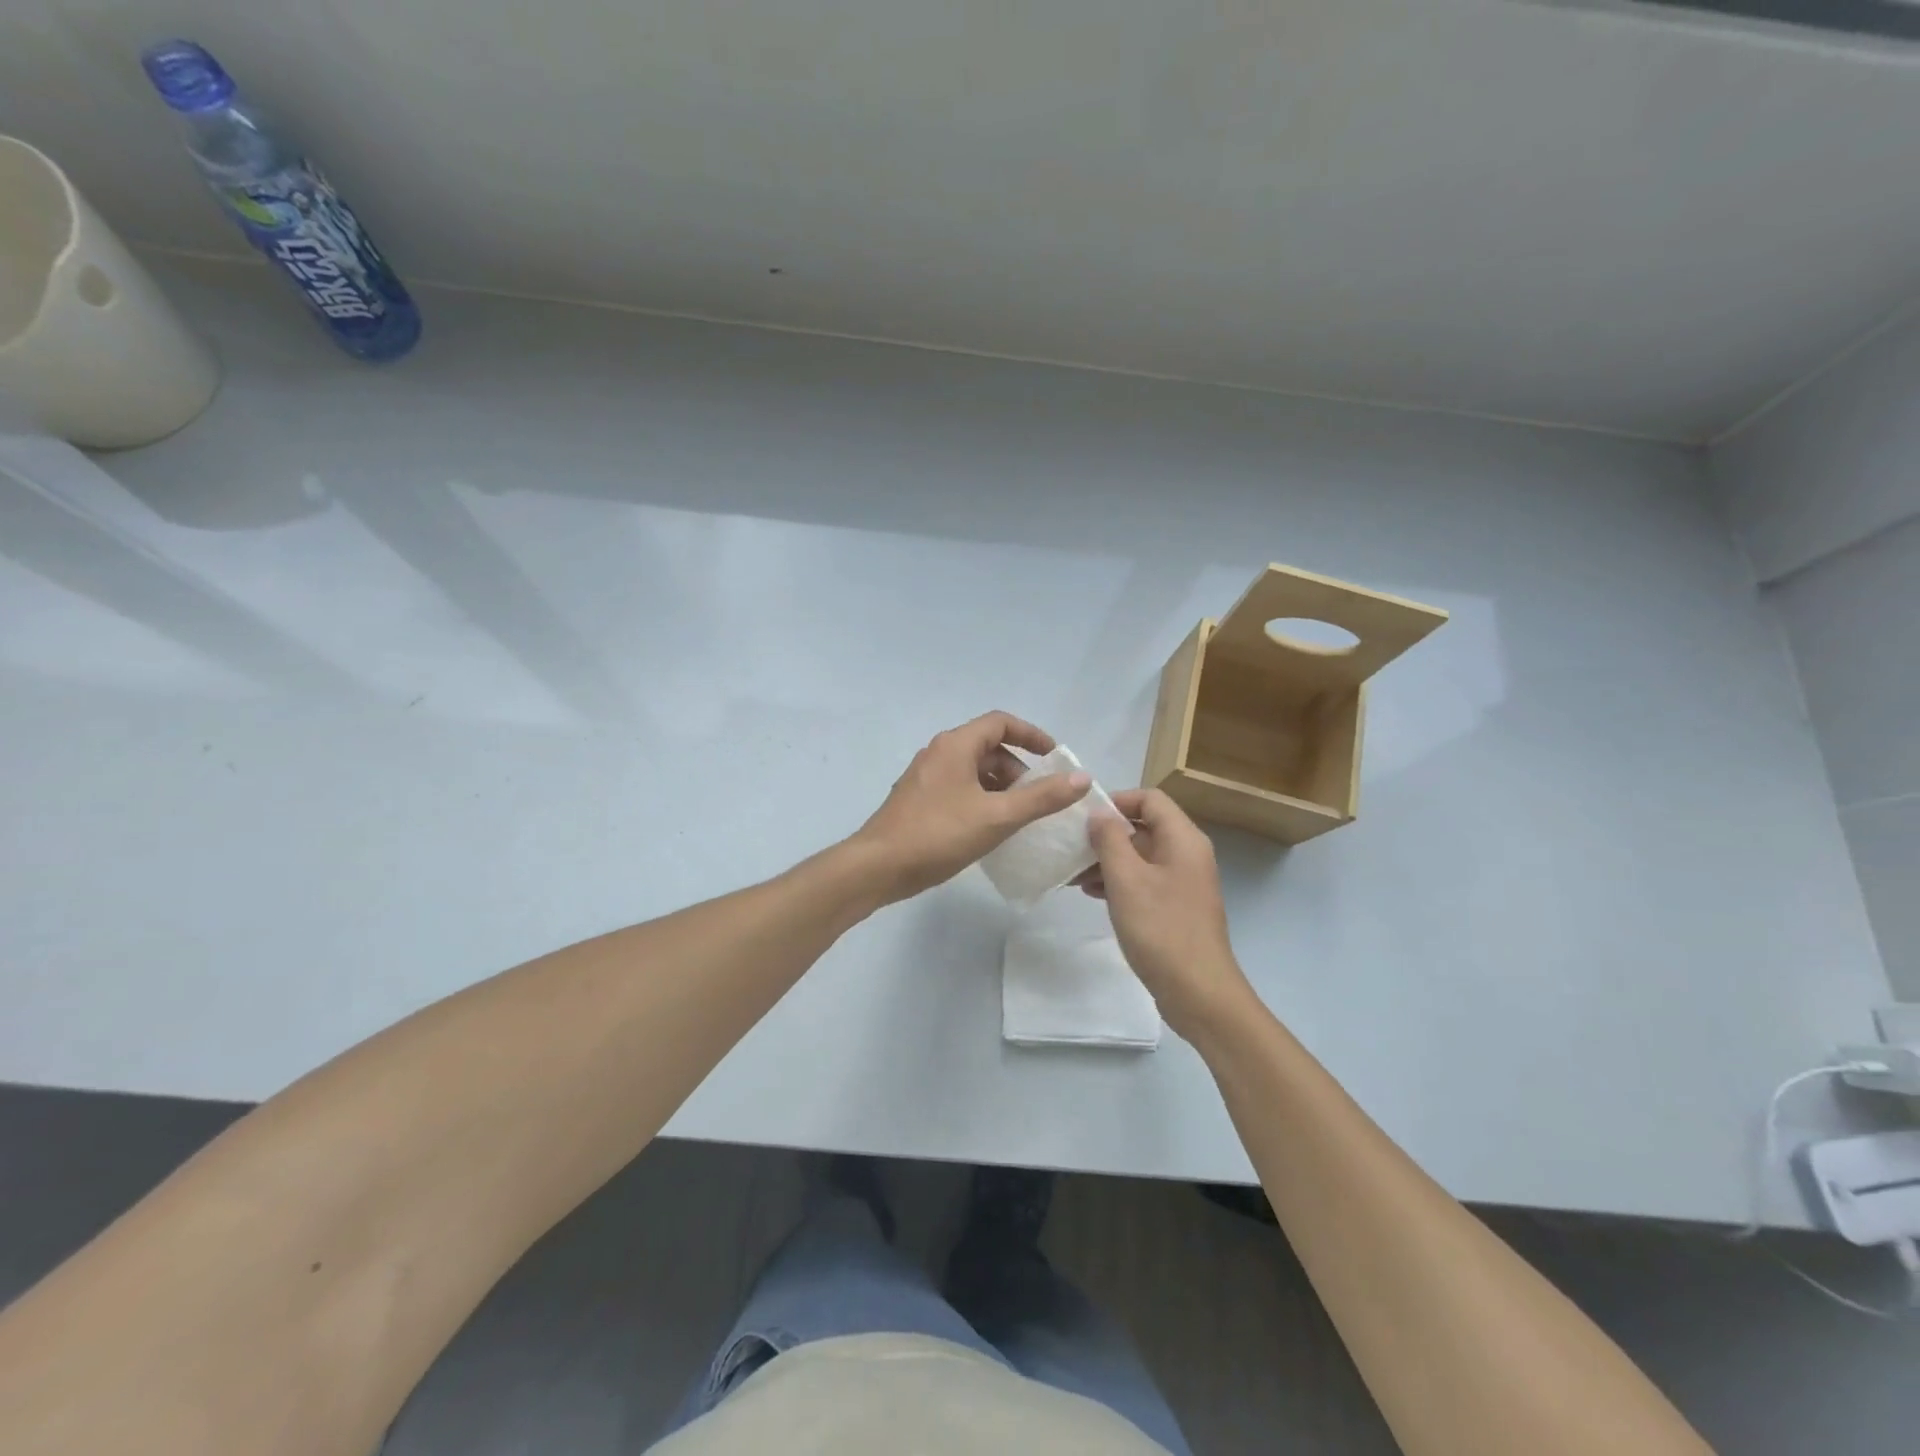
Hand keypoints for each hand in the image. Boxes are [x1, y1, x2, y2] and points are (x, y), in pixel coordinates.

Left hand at [853, 711, 1091, 903]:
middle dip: (1018, 768)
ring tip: (1020, 816)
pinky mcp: (919, 800)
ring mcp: (925, 777)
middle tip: (1039, 797)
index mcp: (956, 746)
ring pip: (973, 771)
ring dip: (1000, 786)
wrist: (878, 867)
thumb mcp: (997, 816)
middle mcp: (939, 753)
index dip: (1032, 735)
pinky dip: (982, 799)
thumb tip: (1081, 778)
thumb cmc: (938, 835)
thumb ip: (1041, 797)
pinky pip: (959, 789)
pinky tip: (991, 829)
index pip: (1001, 722)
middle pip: (988, 747)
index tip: (1055, 757)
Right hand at [1080, 788, 1252, 1036]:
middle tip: (1071, 847)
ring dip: (1108, 860)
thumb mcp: (1127, 880)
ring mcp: (1183, 882)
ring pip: (1141, 855)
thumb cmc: (1161, 929)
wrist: (1198, 993)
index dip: (1116, 801)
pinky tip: (1092, 894)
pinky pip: (1144, 880)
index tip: (1083, 818)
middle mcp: (1187, 854)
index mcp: (1183, 839)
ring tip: (1074, 875)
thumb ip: (1110, 840)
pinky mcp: (1176, 907)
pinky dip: (1119, 881)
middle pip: (1144, 826)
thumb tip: (1099, 813)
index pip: (1150, 798)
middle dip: (1106, 834)